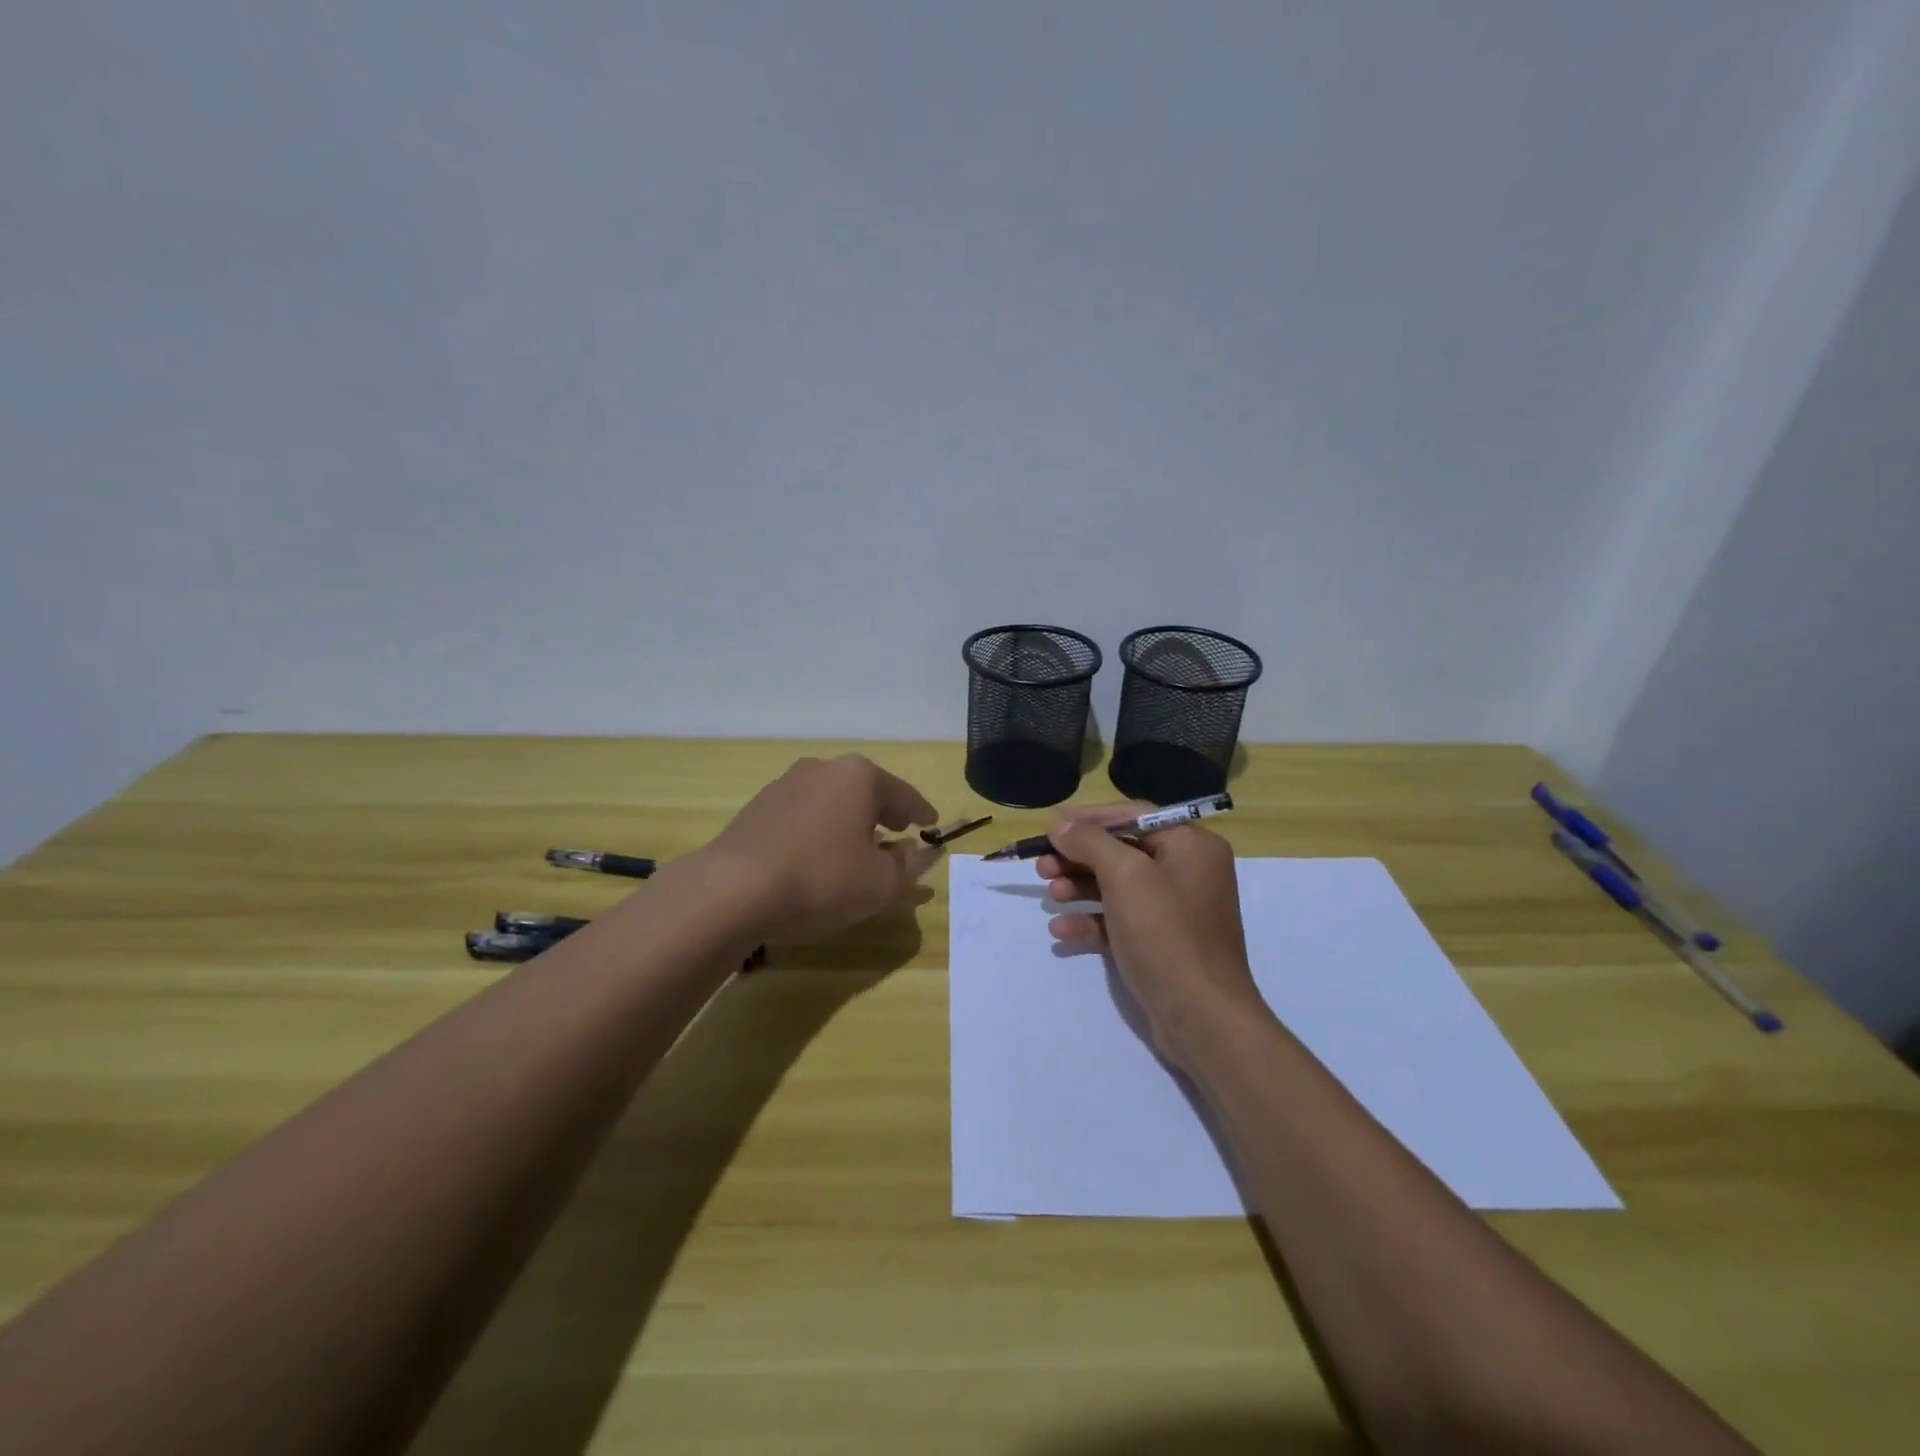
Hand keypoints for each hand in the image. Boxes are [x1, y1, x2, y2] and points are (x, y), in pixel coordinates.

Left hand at [705, 755, 941, 938]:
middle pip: (864, 789)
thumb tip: (919, 853)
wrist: (733, 889)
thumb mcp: (879, 883)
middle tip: (899, 829)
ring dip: (849, 819)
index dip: (920, 811)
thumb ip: (907, 866)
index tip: (932, 823)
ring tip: (858, 844)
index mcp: (858, 776)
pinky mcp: (758, 807)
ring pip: (831, 800)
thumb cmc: (822, 878)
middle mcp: (822, 769)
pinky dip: (820, 828)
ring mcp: (785, 785)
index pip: (902, 793)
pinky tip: (818, 853)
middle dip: (884, 810)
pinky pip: (804, 814)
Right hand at [1038, 804, 1271, 1069]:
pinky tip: (1062, 931)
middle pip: (1122, 850)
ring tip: (1051, 897)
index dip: (1089, 819)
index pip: (1133, 815)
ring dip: (1079, 888)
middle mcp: (1187, 871)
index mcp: (1191, 845)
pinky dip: (1092, 921)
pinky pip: (1120, 920)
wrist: (1202, 1018)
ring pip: (1117, 886)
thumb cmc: (1166, 934)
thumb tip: (1060, 823)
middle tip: (1042, 867)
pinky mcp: (1161, 943)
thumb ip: (1089, 842)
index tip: (1050, 828)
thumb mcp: (1125, 876)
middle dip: (1078, 857)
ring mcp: (1174, 910)